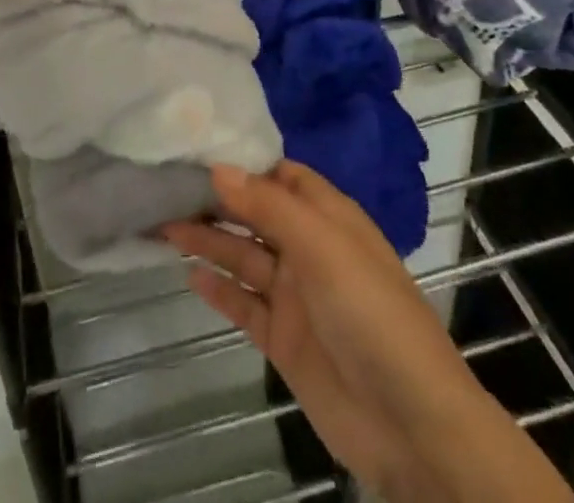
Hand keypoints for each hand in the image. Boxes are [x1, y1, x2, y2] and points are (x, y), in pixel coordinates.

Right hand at [165, 163, 545, 502]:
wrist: (411, 426)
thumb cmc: (371, 313)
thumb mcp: (323, 247)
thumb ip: (268, 206)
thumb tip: (218, 166)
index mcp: (328, 217)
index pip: (279, 175)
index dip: (243, 162)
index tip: (195, 147)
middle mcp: (309, 248)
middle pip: (255, 214)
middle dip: (216, 200)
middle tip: (164, 185)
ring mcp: (296, 295)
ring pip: (244, 256)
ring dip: (208, 241)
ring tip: (162, 224)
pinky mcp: (284, 340)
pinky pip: (245, 305)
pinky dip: (219, 290)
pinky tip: (189, 275)